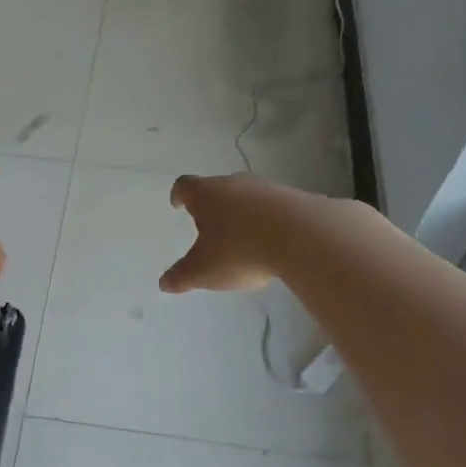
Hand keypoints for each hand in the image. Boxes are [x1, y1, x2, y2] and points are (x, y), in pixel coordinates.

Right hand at [160, 173, 299, 293]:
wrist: (301, 236)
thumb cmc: (239, 250)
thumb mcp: (204, 270)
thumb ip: (182, 276)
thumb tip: (164, 283)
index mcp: (207, 194)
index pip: (185, 186)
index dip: (179, 195)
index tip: (178, 203)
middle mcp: (234, 183)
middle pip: (218, 189)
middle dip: (213, 207)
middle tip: (210, 227)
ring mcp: (267, 188)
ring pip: (248, 197)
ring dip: (243, 214)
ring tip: (244, 240)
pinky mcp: (295, 198)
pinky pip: (275, 208)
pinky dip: (269, 221)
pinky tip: (273, 244)